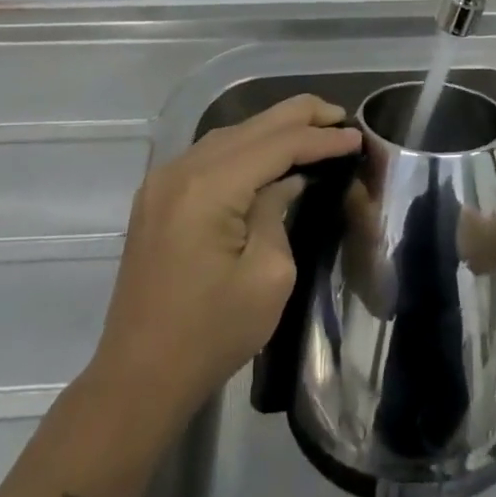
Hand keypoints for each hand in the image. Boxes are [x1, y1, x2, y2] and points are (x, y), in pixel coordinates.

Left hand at [85, 94, 360, 432]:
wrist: (137, 380)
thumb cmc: (210, 335)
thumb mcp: (268, 276)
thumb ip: (279, 212)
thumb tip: (286, 182)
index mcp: (209, 188)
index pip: (278, 145)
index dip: (321, 139)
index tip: (358, 138)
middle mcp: (182, 170)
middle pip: (252, 126)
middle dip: (301, 117)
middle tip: (342, 116)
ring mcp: (164, 181)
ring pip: (231, 134)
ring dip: (274, 128)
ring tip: (315, 127)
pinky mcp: (158, 197)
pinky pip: (212, 154)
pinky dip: (248, 146)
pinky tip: (272, 153)